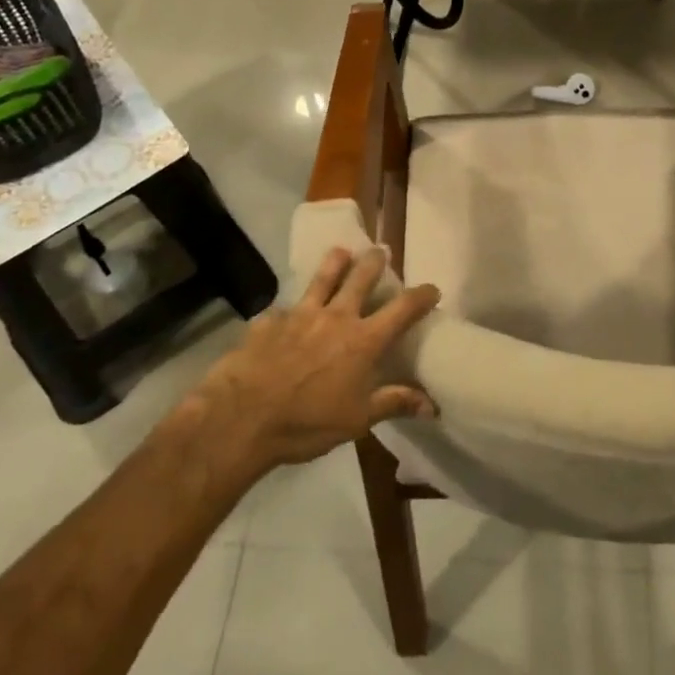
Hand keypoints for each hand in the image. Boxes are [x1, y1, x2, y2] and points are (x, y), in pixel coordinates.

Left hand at [195, 246, 440, 471]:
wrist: (241, 418)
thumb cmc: (307, 423)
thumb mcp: (358, 420)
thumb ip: (394, 403)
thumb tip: (432, 405)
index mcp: (363, 340)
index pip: (402, 309)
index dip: (421, 296)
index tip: (432, 288)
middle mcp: (336, 317)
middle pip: (361, 278)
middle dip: (374, 262)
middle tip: (381, 251)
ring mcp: (299, 314)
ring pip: (322, 278)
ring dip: (335, 262)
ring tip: (342, 251)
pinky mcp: (268, 321)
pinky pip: (283, 309)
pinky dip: (290, 310)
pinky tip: (285, 314)